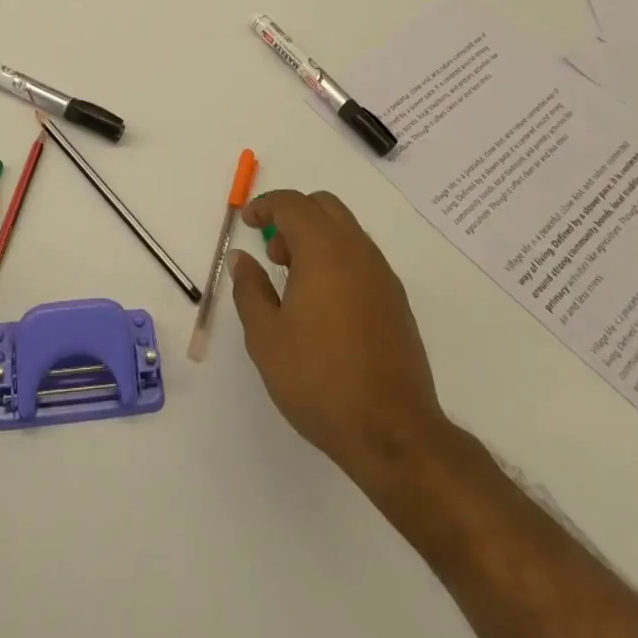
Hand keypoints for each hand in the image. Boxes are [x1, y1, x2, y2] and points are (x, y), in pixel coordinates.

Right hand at [230, 190, 454, 486]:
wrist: (393, 433)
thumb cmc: (319, 380)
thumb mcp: (266, 337)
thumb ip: (250, 289)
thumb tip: (241, 258)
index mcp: (324, 251)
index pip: (293, 204)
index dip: (265, 206)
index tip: (247, 223)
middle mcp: (358, 252)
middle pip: (324, 207)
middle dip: (293, 216)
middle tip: (272, 252)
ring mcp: (383, 275)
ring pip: (346, 231)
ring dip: (316, 238)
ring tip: (294, 283)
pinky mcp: (396, 301)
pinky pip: (362, 258)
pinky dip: (337, 259)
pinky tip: (323, 305)